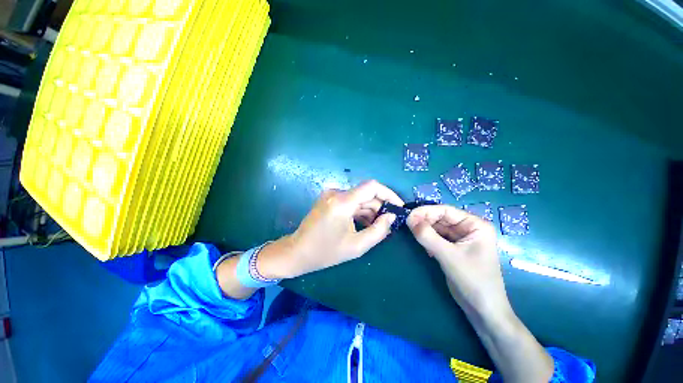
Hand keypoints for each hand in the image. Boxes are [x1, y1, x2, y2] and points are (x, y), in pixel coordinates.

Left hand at [260, 180, 403, 278]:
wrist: (297, 251)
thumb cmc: (326, 252)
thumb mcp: (356, 246)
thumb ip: (378, 230)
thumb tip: (391, 216)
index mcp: (342, 202)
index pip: (372, 186)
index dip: (388, 194)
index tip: (398, 206)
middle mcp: (336, 193)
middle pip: (365, 193)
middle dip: (379, 207)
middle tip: (387, 223)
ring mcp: (331, 194)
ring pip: (358, 198)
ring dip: (370, 210)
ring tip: (375, 227)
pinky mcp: (329, 199)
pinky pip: (350, 201)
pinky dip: (359, 210)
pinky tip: (363, 224)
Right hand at [406, 204, 509, 319]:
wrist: (483, 310)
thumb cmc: (473, 280)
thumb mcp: (449, 256)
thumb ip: (427, 236)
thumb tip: (409, 219)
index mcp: (475, 225)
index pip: (446, 210)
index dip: (426, 211)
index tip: (408, 216)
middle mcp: (468, 228)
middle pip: (441, 218)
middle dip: (424, 220)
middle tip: (407, 224)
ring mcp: (460, 238)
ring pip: (437, 227)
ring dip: (424, 229)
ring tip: (411, 232)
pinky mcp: (453, 248)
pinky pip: (437, 237)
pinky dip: (427, 238)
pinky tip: (422, 244)